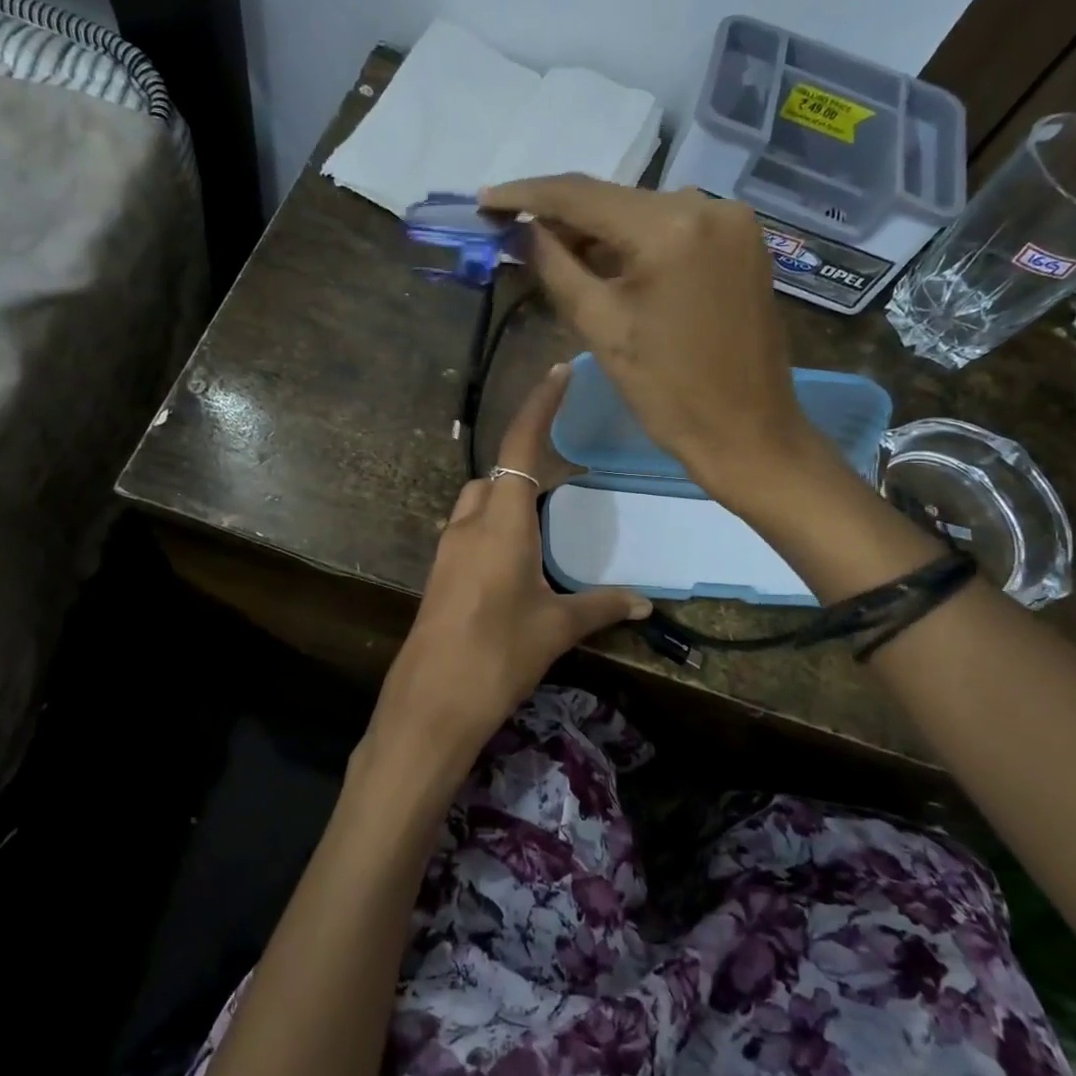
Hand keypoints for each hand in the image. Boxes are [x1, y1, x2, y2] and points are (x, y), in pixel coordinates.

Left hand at [370, 364, 649, 783]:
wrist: (432, 701)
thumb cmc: (498, 654)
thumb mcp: (555, 628)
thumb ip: (599, 607)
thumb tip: (644, 601)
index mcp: (501, 522)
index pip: (519, 446)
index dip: (539, 406)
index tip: (557, 373)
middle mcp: (469, 524)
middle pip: (496, 475)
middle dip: (524, 466)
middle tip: (563, 480)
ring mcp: (448, 548)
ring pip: (478, 503)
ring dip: (506, 501)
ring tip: (544, 524)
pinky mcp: (440, 574)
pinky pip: (468, 532)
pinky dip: (493, 529)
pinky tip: (516, 563)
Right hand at [480, 174, 822, 496]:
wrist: (748, 432)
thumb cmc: (668, 392)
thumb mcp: (600, 327)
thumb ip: (554, 267)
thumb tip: (522, 230)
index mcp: (670, 227)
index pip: (581, 195)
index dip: (526, 194)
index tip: (486, 199)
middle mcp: (708, 205)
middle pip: (614, 199)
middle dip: (562, 217)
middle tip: (514, 233)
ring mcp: (732, 221)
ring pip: (642, 213)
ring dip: (598, 231)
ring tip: (553, 253)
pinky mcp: (742, 241)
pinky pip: (673, 227)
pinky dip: (635, 241)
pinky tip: (605, 261)